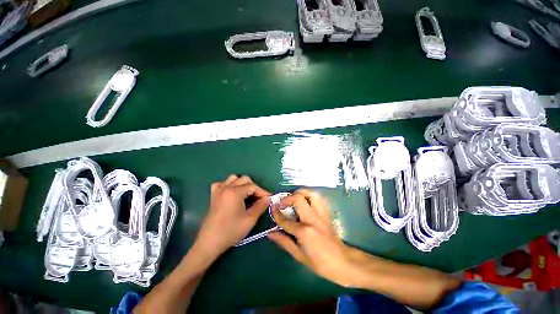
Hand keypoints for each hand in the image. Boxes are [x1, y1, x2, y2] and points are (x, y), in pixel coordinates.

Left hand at [194, 175, 270, 260]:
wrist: (210, 242)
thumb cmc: (231, 231)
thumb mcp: (250, 219)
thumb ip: (261, 206)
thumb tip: (268, 198)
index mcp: (235, 192)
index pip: (253, 186)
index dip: (262, 192)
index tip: (269, 198)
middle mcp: (226, 187)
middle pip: (244, 179)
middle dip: (254, 187)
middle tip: (259, 198)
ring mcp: (218, 190)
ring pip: (233, 178)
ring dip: (242, 184)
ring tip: (247, 195)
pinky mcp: (213, 195)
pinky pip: (222, 184)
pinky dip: (229, 185)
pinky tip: (232, 193)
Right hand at [268, 189, 359, 287]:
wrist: (343, 262)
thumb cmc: (320, 263)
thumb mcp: (299, 255)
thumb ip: (284, 242)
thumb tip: (270, 233)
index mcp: (304, 232)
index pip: (285, 219)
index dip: (276, 213)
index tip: (272, 207)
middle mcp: (313, 219)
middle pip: (298, 199)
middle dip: (287, 198)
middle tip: (282, 203)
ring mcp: (321, 214)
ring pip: (311, 194)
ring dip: (300, 192)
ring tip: (294, 197)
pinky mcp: (327, 213)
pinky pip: (319, 198)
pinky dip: (311, 195)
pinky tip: (306, 200)